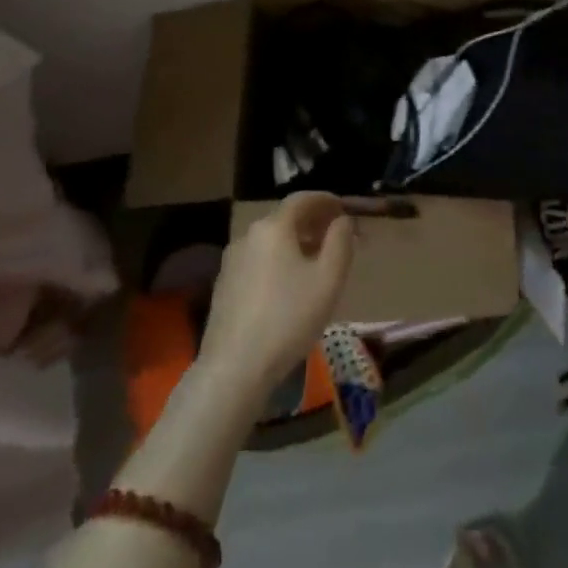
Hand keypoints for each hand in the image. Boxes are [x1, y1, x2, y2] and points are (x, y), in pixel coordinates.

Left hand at [197, 193, 355, 406]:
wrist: (234, 368)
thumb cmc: (288, 317)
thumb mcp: (328, 279)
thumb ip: (340, 242)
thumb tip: (342, 221)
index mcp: (273, 227)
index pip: (302, 199)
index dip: (325, 199)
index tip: (343, 207)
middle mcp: (249, 235)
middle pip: (285, 218)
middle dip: (312, 222)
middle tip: (335, 234)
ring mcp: (232, 261)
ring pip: (271, 240)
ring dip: (295, 242)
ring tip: (316, 260)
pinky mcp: (224, 285)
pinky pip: (258, 260)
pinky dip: (278, 260)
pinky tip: (289, 284)